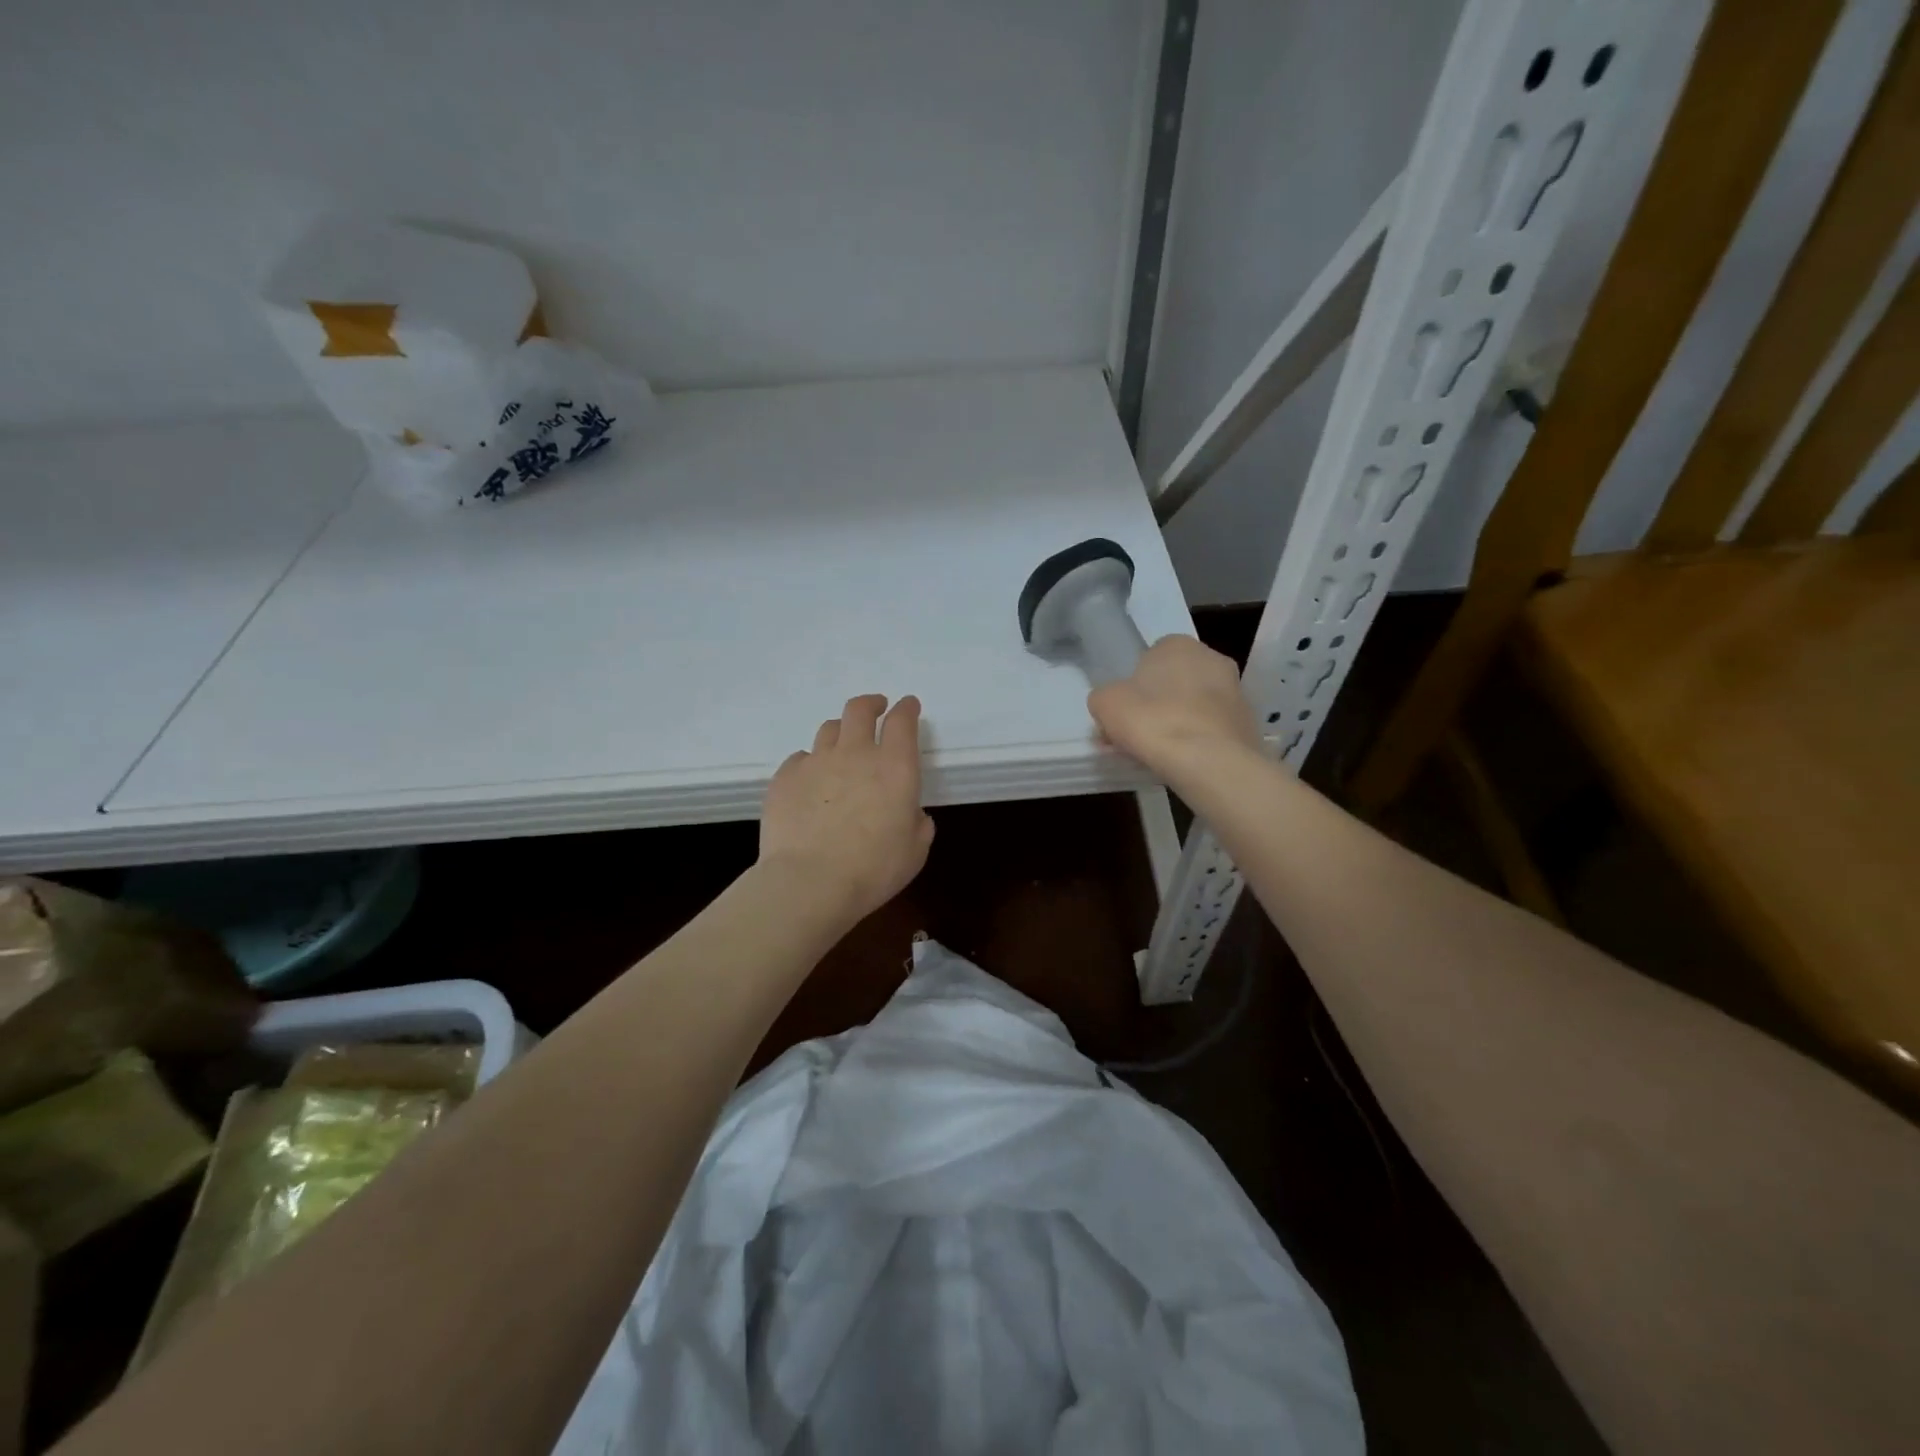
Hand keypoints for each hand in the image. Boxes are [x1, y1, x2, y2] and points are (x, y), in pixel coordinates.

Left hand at [759, 694, 934, 922]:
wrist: (809, 883)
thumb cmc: (873, 869)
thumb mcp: (914, 851)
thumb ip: (917, 824)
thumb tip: (910, 813)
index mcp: (894, 767)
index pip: (902, 721)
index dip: (906, 709)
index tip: (908, 706)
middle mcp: (855, 754)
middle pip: (859, 710)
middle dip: (870, 704)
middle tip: (875, 709)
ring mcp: (816, 762)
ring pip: (828, 729)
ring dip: (840, 733)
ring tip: (842, 748)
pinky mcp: (785, 777)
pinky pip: (800, 758)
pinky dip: (810, 764)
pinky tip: (811, 782)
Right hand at [1087, 636, 1261, 781]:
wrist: (1210, 762)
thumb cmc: (1152, 721)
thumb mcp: (1106, 704)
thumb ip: (1104, 697)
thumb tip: (1112, 705)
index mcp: (1178, 644)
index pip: (1150, 658)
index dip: (1134, 686)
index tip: (1124, 713)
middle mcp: (1212, 658)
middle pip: (1175, 682)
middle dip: (1158, 704)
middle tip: (1138, 735)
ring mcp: (1236, 691)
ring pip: (1195, 706)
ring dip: (1179, 723)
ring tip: (1159, 754)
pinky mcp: (1248, 723)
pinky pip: (1213, 729)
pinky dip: (1199, 741)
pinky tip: (1185, 762)